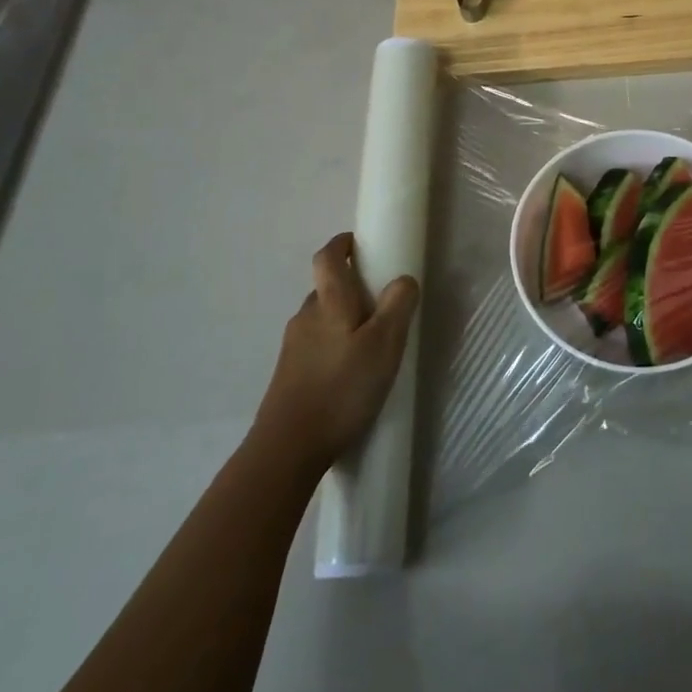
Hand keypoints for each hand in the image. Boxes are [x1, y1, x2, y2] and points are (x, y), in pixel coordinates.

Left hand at [256, 232, 418, 469]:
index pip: (327, 257)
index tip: (359, 243)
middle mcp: (305, 316)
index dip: (341, 244)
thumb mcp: (384, 345)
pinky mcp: (289, 373)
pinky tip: (349, 371)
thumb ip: (398, 306)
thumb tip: (403, 278)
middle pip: (326, 288)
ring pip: (321, 318)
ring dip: (342, 319)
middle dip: (350, 287)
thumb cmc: (341, 388)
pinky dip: (333, 344)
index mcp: (329, 303)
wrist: (288, 448)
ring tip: (369, 342)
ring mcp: (293, 346)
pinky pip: (314, 344)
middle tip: (380, 302)